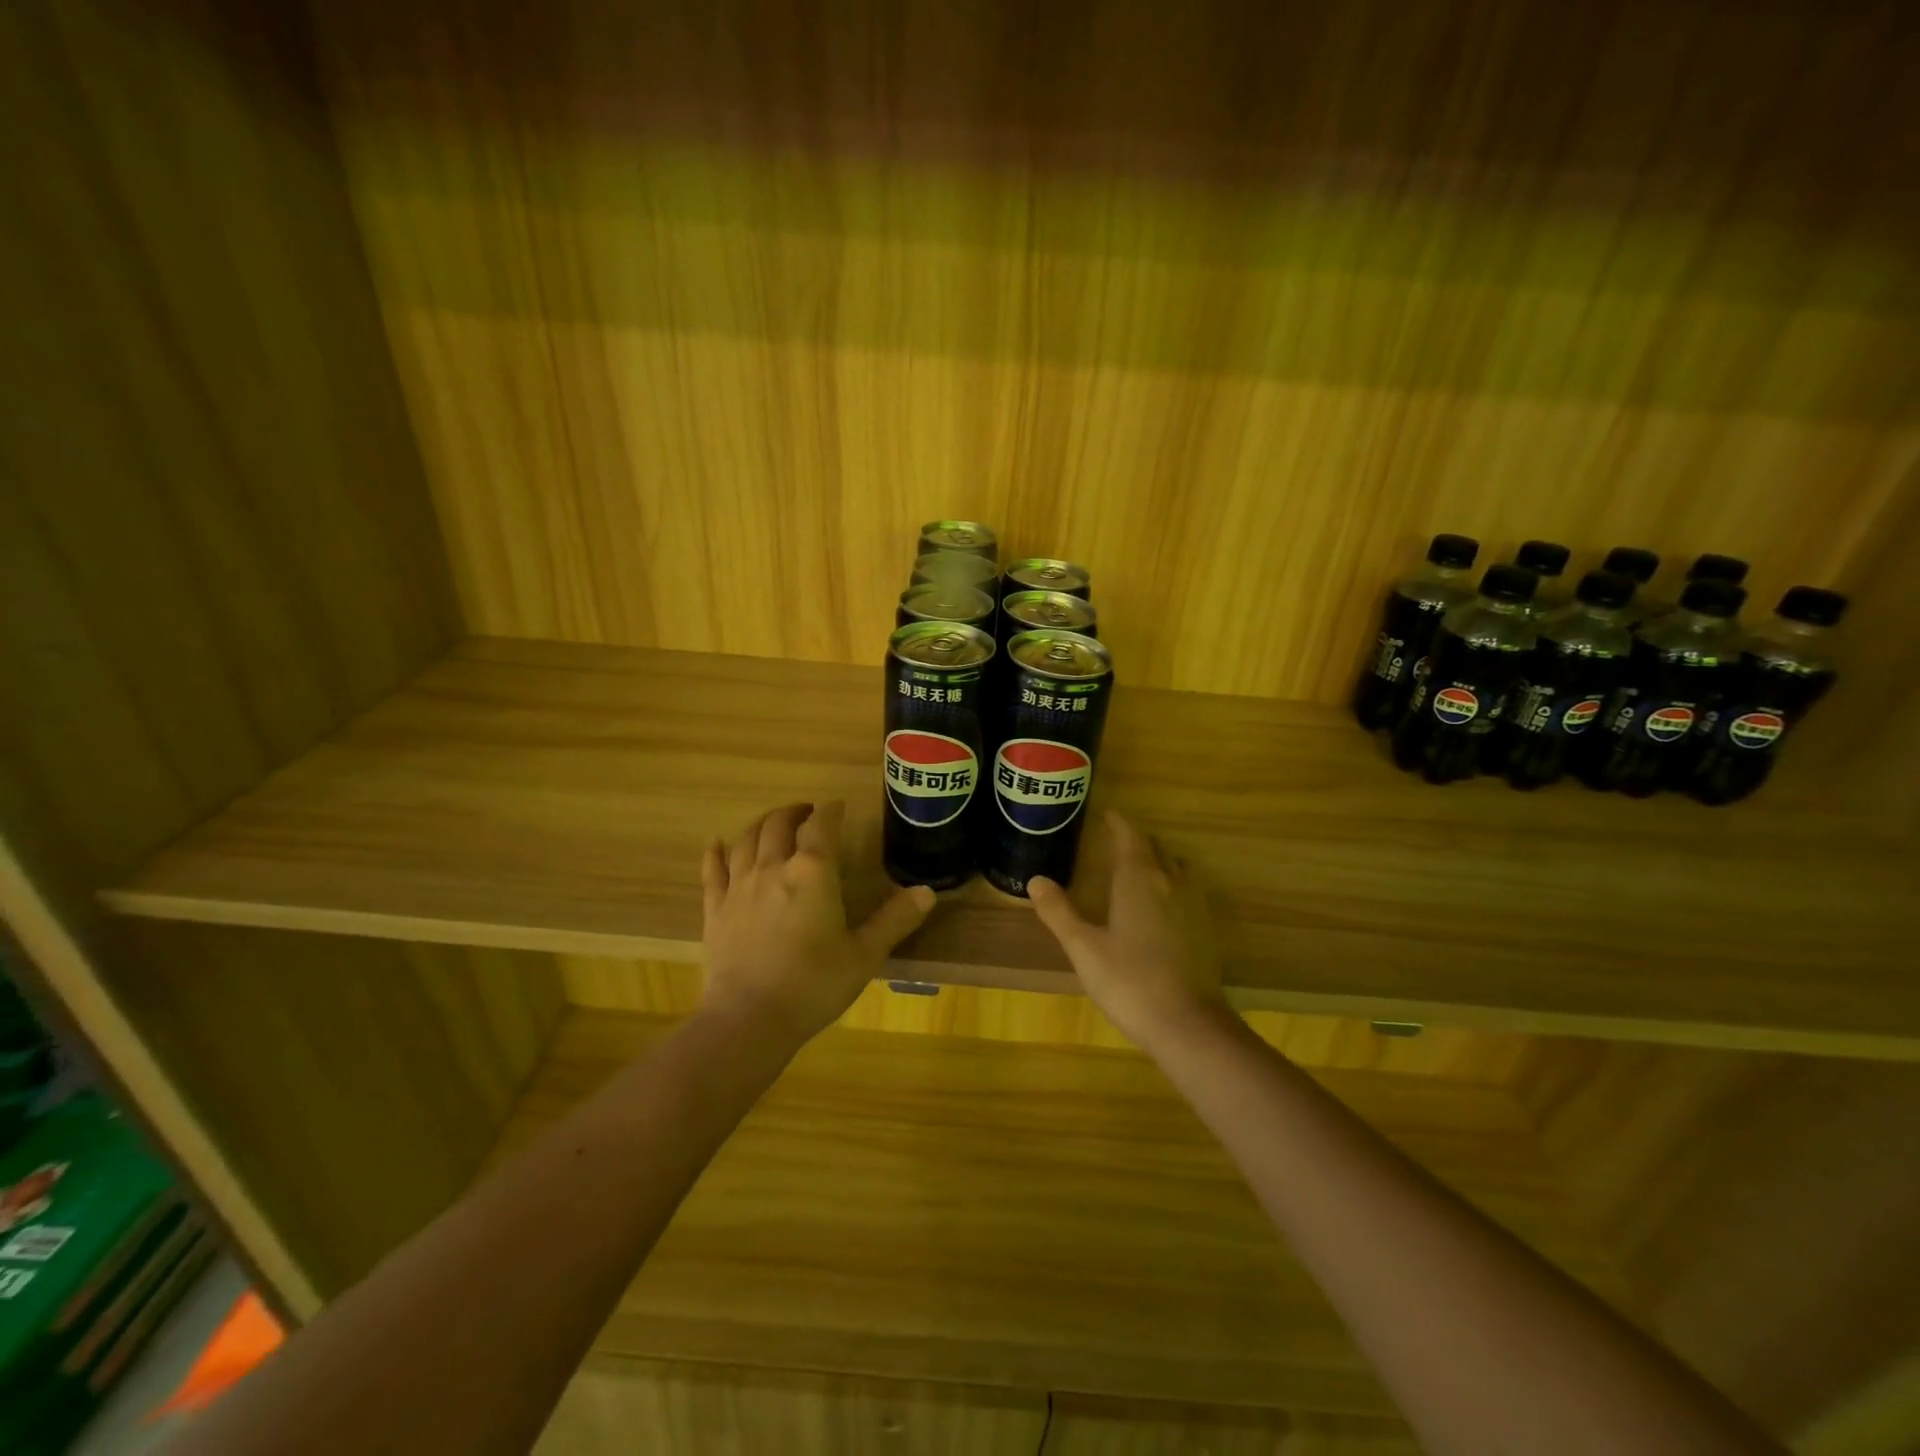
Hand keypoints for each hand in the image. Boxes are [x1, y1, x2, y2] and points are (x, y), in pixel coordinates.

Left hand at [700, 801, 935, 1045]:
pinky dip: (716, 852)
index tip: (838, 807)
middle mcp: (773, 867)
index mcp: (813, 872)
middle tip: (807, 813)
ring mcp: (739, 886)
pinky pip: (713, 870)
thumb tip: (927, 891)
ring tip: (772, 824)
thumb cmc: (814, 984)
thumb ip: (895, 919)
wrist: (750, 1019)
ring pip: (746, 839)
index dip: (831, 811)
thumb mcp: (865, 954)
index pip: (822, 826)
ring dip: (762, 825)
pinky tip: (716, 844)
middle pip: (779, 824)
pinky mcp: (715, 909)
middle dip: (795, 813)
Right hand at [1029, 811, 1228, 1048]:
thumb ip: (1059, 912)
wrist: (1188, 1024)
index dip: (1118, 823)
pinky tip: (1161, 906)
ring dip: (1157, 860)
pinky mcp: (1205, 929)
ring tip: (1138, 868)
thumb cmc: (1129, 981)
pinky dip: (1172, 884)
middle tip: (1114, 840)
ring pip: (1175, 868)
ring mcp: (1193, 905)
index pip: (1129, 836)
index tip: (1106, 814)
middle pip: (1154, 848)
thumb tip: (1035, 880)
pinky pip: (1187, 890)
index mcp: (1138, 879)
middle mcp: (1170, 882)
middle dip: (1135, 840)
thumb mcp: (1083, 947)